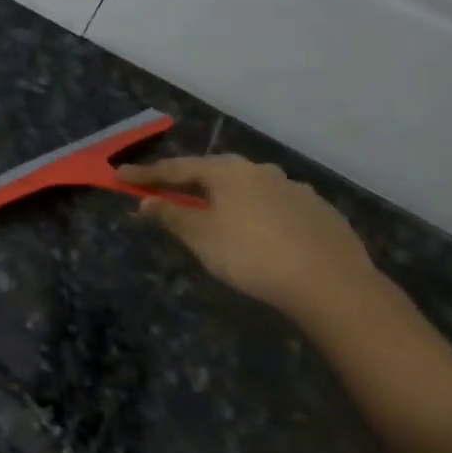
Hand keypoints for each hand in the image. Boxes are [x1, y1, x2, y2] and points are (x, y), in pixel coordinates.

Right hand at [119, 155, 380, 316]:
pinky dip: (256, 215)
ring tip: (214, 216)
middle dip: (188, 182)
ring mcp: (295, 190)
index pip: (177, 168)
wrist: (332, 284)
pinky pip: (275, 207)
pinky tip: (258, 235)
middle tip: (166, 192)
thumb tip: (146, 201)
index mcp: (228, 171)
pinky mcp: (320, 213)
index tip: (119, 176)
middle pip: (214, 173)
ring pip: (248, 190)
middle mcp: (261, 171)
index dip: (146, 174)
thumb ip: (171, 216)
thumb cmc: (252, 255)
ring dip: (225, 199)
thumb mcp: (201, 237)